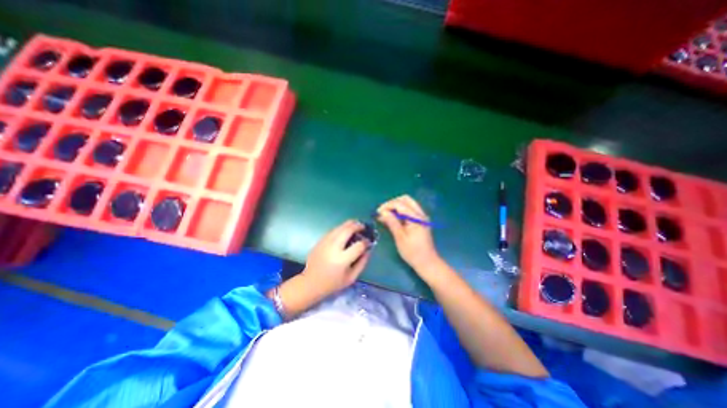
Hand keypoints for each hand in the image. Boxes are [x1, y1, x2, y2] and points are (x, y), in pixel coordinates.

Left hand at [301, 219, 371, 299]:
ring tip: (356, 225)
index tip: (369, 242)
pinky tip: (345, 231)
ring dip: (349, 224)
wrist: (310, 283)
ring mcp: (325, 242)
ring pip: (339, 227)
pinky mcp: (320, 241)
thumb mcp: (351, 278)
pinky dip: (341, 228)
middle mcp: (333, 248)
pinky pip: (333, 230)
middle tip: (363, 227)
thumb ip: (362, 263)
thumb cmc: (332, 283)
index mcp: (342, 259)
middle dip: (358, 226)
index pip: (358, 245)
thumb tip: (368, 250)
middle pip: (348, 230)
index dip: (366, 242)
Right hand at [378, 194, 439, 274]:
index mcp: (416, 218)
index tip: (378, 212)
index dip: (387, 206)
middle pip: (405, 199)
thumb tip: (382, 212)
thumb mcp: (400, 238)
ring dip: (396, 206)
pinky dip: (400, 211)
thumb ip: (392, 222)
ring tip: (386, 215)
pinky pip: (410, 210)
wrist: (427, 262)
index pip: (400, 204)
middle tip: (383, 212)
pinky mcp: (421, 220)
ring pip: (408, 203)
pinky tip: (393, 219)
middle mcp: (420, 214)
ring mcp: (422, 216)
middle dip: (392, 203)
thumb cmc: (412, 252)